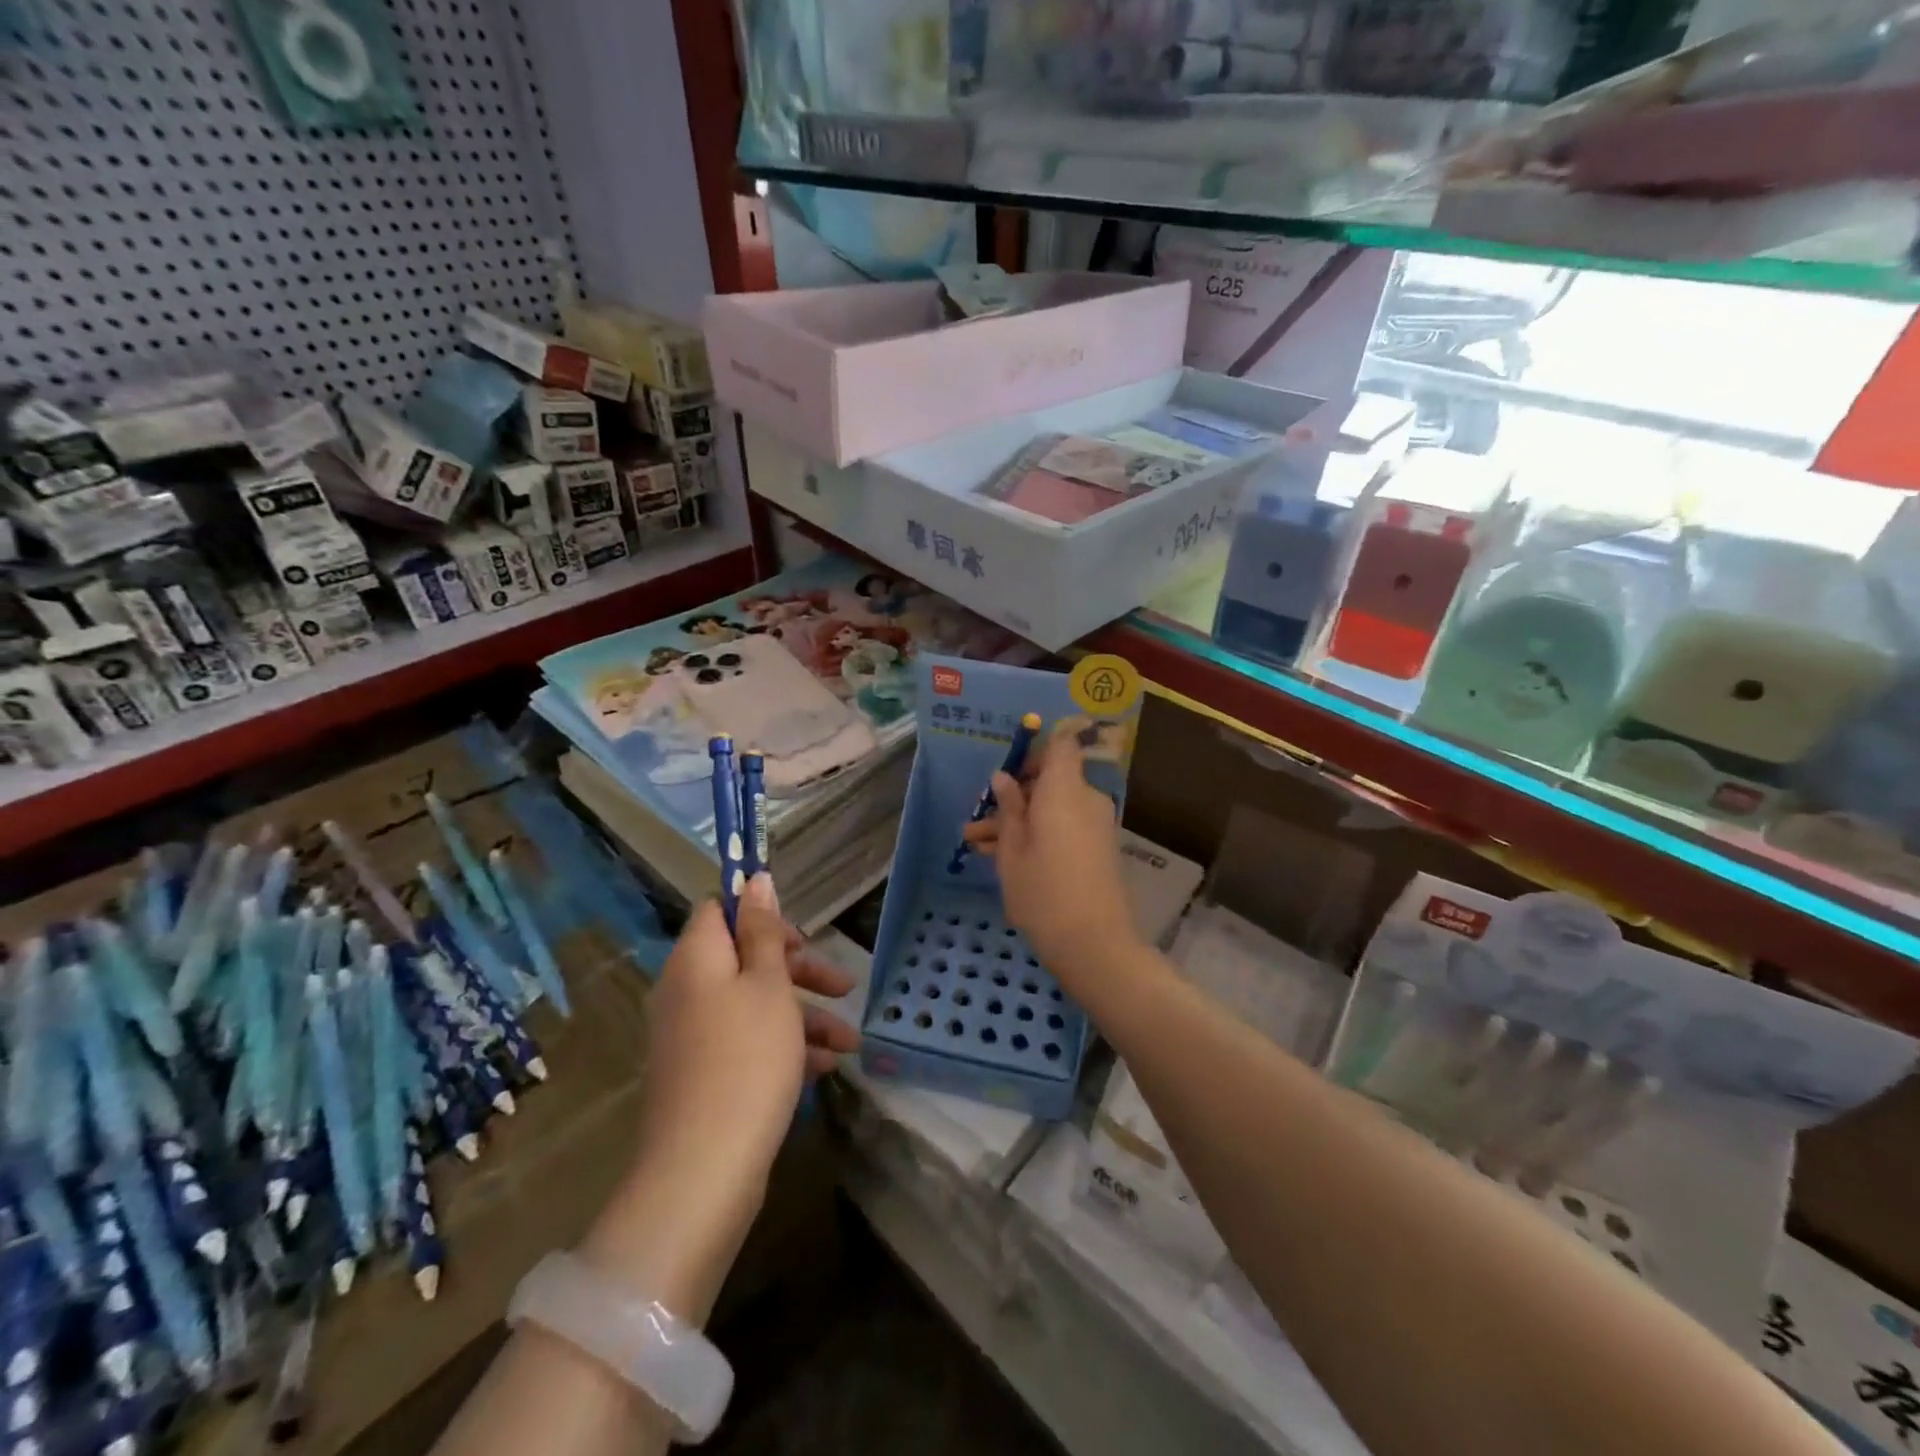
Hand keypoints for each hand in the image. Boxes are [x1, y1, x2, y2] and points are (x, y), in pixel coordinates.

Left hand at [585, 875, 857, 1321]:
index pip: (720, 912)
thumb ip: (763, 931)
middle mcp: (687, 991)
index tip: (802, 936)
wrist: (704, 1169)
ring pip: (754, 1005)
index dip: (762, 915)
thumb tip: (754, 879)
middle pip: (746, 959)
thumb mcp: (768, 984)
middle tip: (843, 983)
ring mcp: (692, 1037)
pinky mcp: (703, 1075)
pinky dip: (785, 1048)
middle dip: (800, 970)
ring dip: (804, 1016)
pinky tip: (823, 1068)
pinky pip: (747, 1043)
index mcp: (696, 960)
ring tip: (849, 1042)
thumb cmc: (747, 1058)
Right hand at [961, 725, 1140, 986]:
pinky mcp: (1098, 849)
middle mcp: (1087, 800)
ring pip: (1052, 809)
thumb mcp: (1012, 850)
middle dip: (1013, 797)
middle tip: (977, 820)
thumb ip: (1009, 809)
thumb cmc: (1043, 892)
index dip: (1034, 752)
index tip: (1007, 773)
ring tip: (976, 844)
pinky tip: (1000, 857)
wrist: (1094, 944)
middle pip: (1051, 782)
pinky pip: (1064, 827)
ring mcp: (1096, 825)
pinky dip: (1038, 835)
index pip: (1061, 746)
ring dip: (1018, 821)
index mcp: (1066, 790)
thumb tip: (1004, 778)